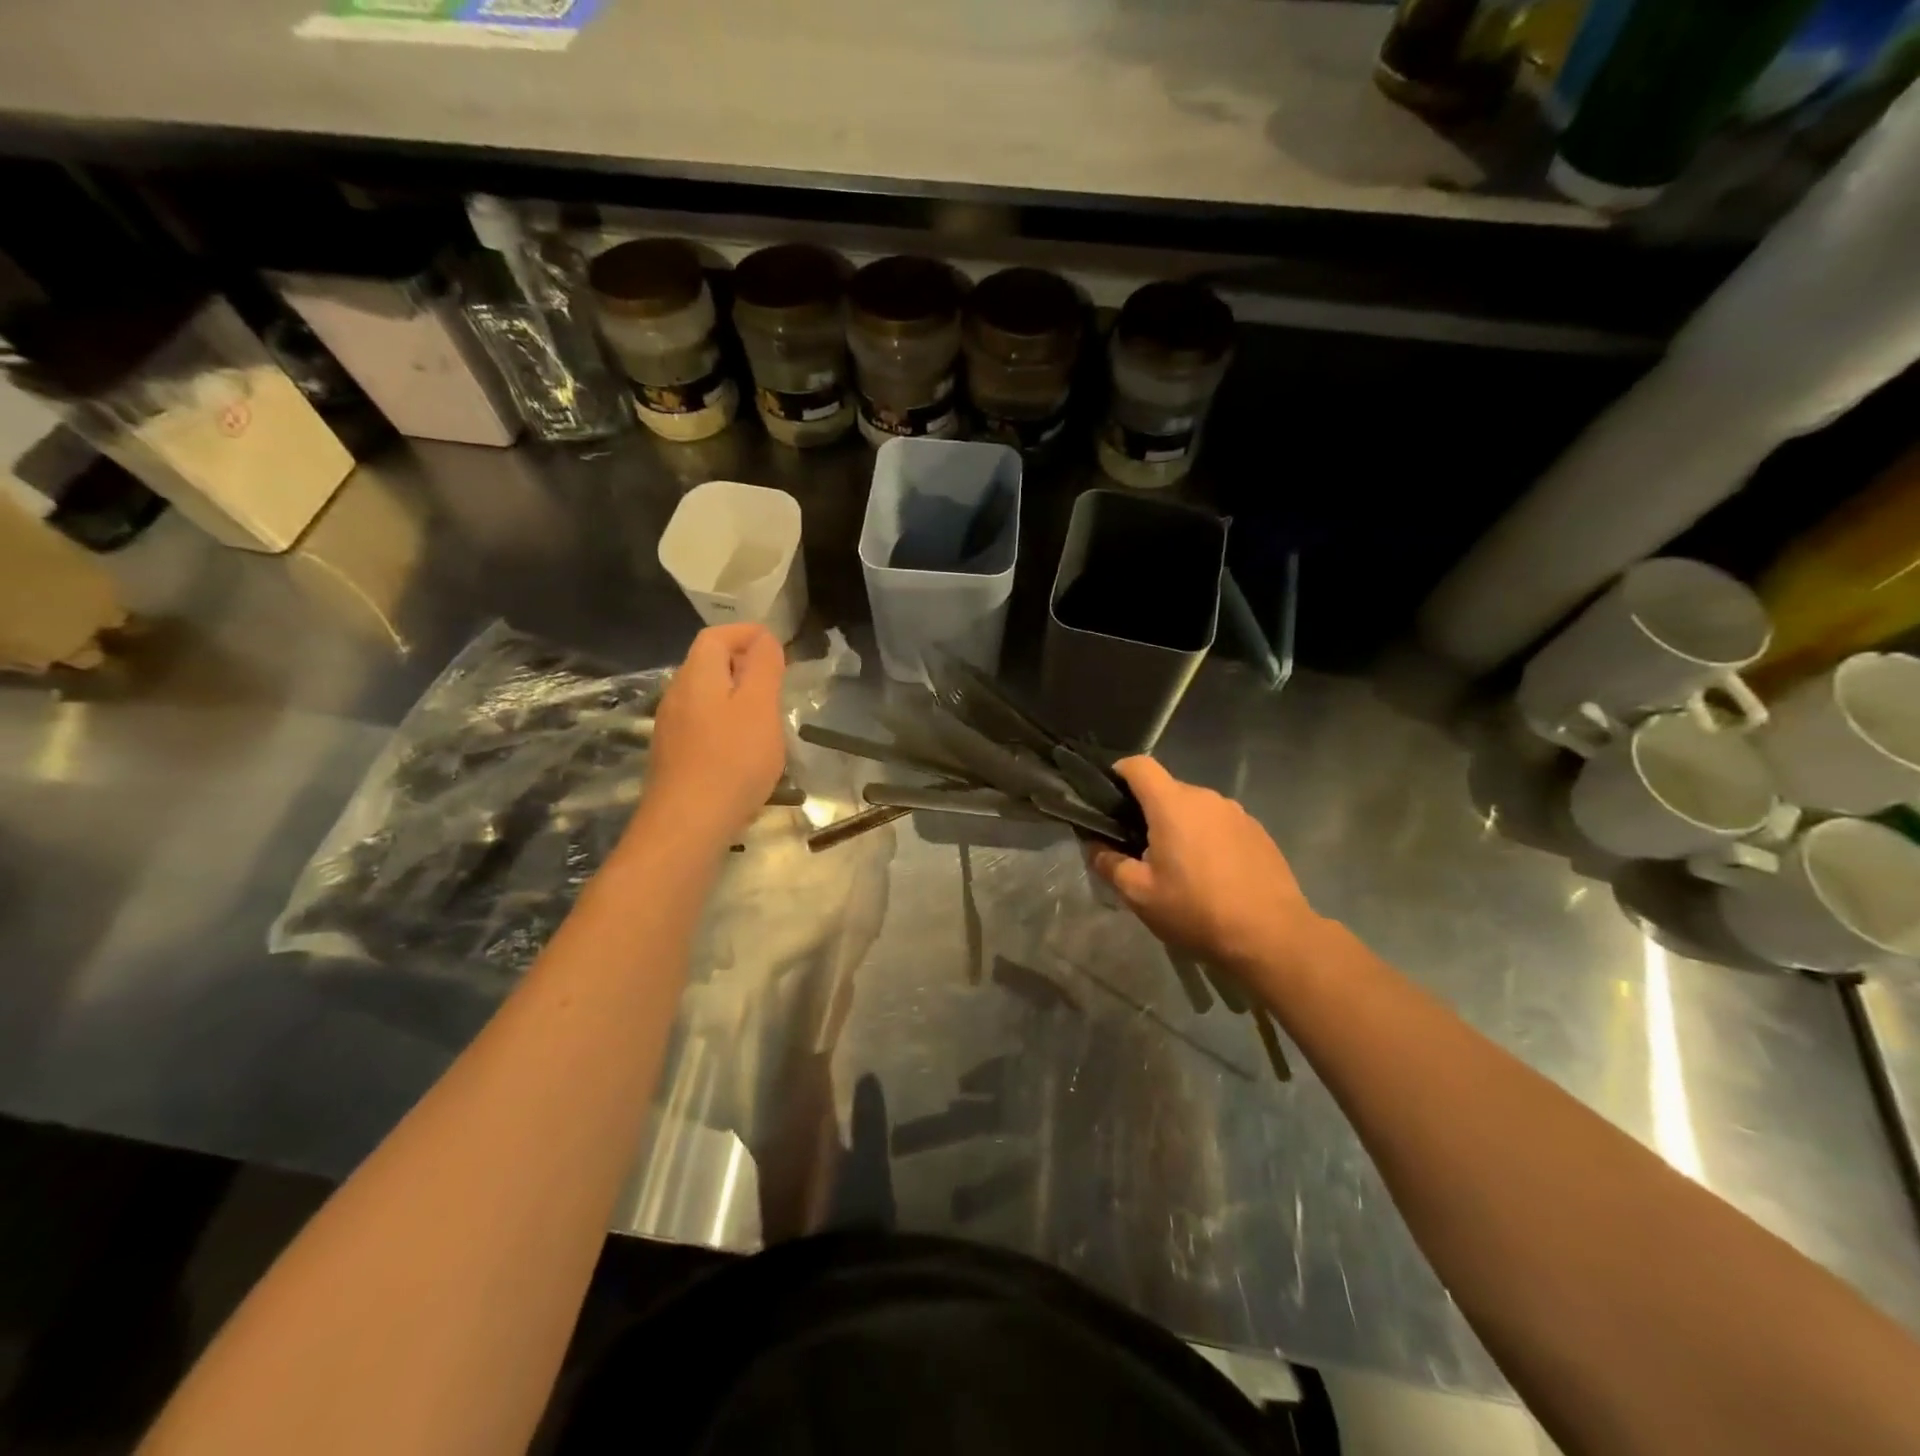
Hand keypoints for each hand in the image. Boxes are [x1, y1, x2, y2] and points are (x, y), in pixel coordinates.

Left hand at [637, 624, 786, 848]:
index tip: (778, 645)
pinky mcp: (674, 757)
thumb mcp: (759, 707)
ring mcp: (671, 728)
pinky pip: (702, 724)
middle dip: (743, 663)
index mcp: (697, 676)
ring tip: (767, 713)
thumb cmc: (732, 760)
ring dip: (736, 695)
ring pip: (705, 697)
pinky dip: (726, 722)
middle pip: (708, 664)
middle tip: (778, 678)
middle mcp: (677, 696)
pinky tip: (745, 748)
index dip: (746, 633)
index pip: (716, 636)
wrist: (688, 825)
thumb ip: (763, 667)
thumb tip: (764, 639)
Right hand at [1090, 757, 1326, 979]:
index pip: (1139, 765)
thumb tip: (1095, 847)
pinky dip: (1207, 838)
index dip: (1118, 773)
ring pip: (1195, 808)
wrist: (1272, 936)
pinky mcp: (1258, 831)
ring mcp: (1237, 813)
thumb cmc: (1197, 911)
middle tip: (1139, 850)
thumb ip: (1110, 864)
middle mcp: (1206, 798)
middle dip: (1148, 811)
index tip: (1108, 799)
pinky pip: (1220, 824)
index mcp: (1173, 804)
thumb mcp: (1140, 895)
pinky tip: (1211, 875)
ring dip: (1180, 826)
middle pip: (1167, 789)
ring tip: (1178, 867)